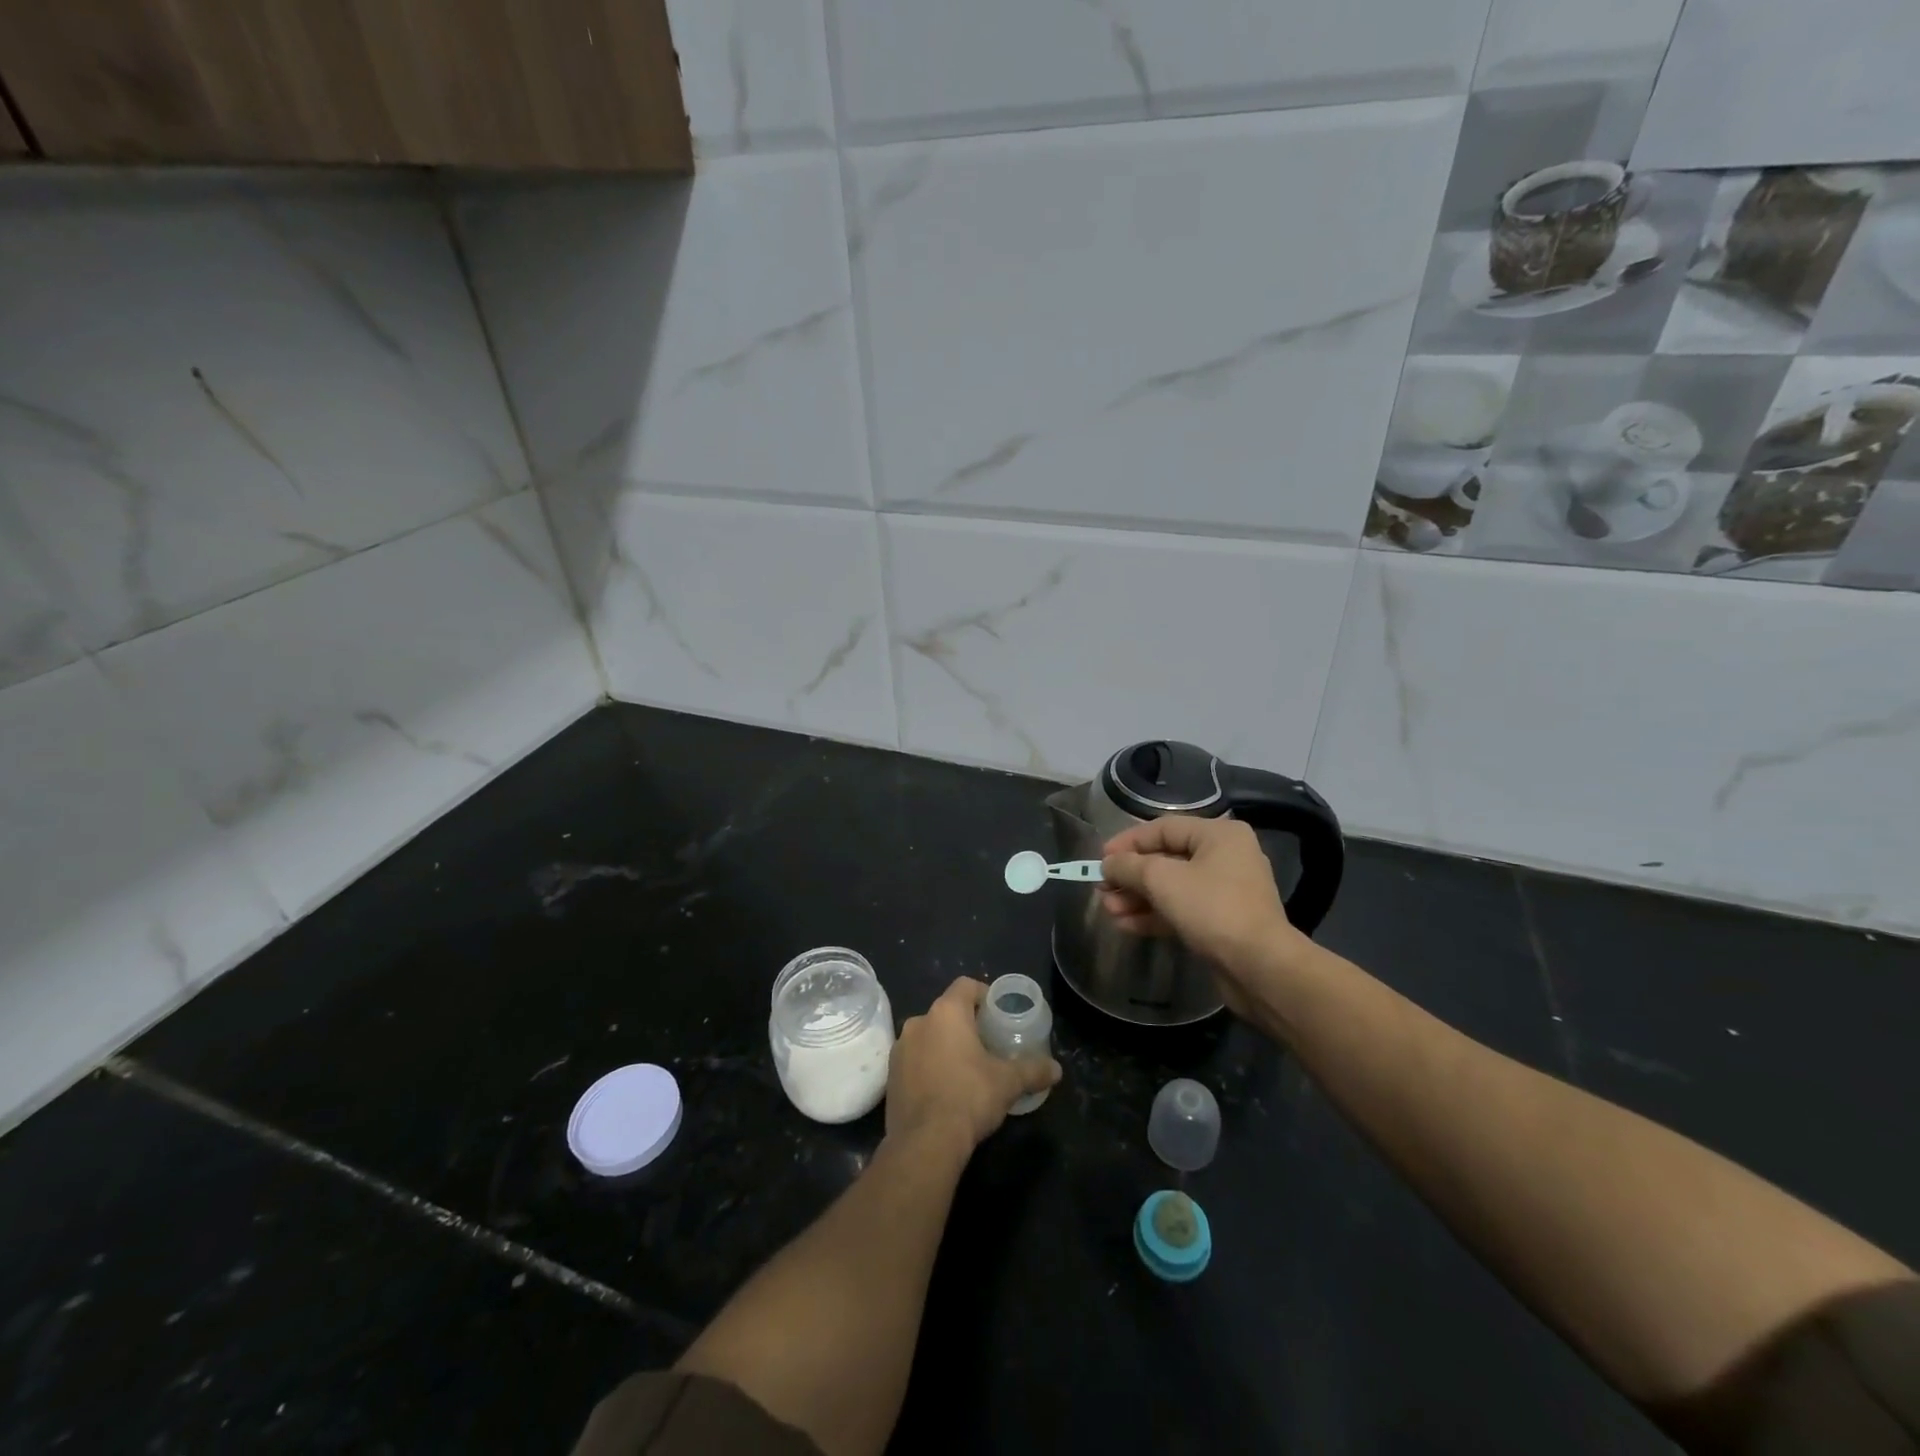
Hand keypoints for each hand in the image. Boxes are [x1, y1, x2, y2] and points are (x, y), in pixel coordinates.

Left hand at [886, 978, 1060, 1151]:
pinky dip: (928, 1066)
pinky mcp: (890, 1075)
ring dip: (944, 1046)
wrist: (925, 1142)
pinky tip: (944, 1089)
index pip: (966, 986)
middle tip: (986, 1045)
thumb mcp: (1008, 1083)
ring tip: (965, 1069)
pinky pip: (914, 1060)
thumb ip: (1033, 1070)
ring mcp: (900, 1048)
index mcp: (946, 1012)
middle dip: (966, 1025)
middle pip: (946, 1012)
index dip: (984, 995)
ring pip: (928, 1036)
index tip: (997, 1014)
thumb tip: (1057, 1070)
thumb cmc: (969, 1097)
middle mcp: (919, 1021)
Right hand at [1099, 816, 1307, 1015]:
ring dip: (1137, 898)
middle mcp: (1225, 858)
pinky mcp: (1222, 923)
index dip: (1128, 842)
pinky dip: (1154, 915)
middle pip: (1166, 859)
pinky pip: (1181, 910)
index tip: (1100, 859)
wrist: (1259, 967)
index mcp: (1219, 836)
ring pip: (1171, 888)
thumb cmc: (1211, 908)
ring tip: (1108, 910)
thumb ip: (1129, 866)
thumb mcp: (1162, 880)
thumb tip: (1108, 864)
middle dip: (1130, 876)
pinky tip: (1125, 925)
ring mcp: (1225, 892)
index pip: (1163, 829)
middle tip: (1101, 889)